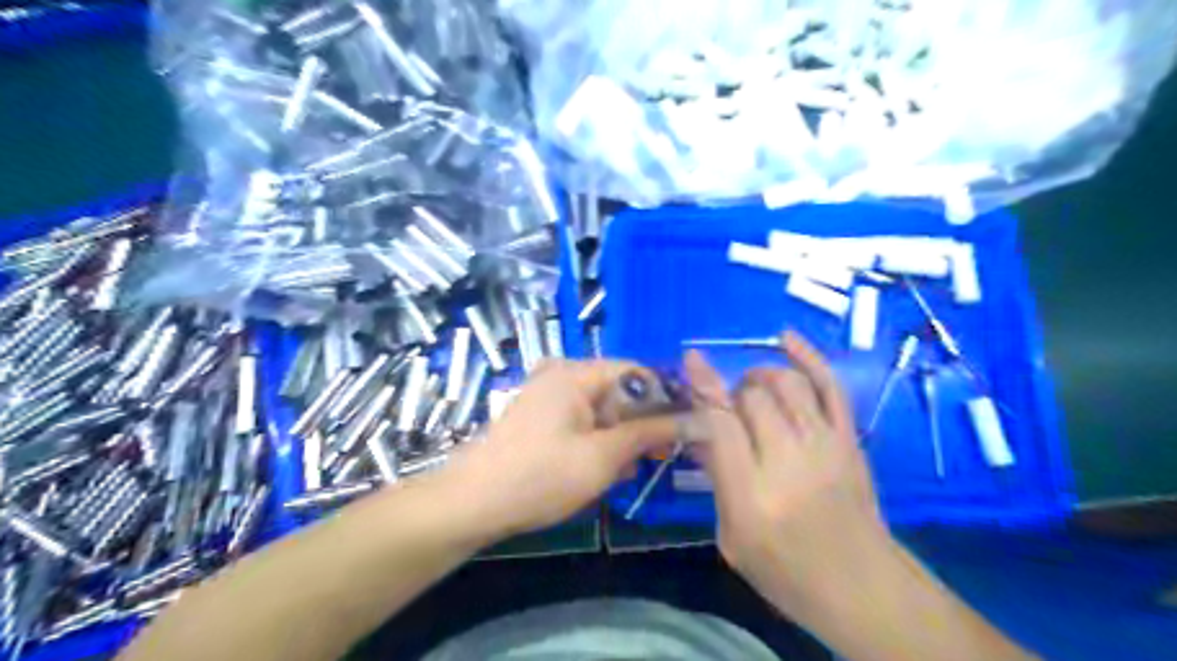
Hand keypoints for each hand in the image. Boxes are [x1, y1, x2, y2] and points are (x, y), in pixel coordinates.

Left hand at [441, 358, 681, 540]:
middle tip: (654, 458)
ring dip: (618, 438)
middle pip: (618, 391)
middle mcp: (561, 375)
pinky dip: (595, 442)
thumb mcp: (603, 457)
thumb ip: (650, 433)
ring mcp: (547, 396)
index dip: (664, 399)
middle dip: (639, 424)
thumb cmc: (541, 476)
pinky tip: (598, 471)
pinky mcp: (539, 418)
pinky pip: (581, 422)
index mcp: (576, 373)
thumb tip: (694, 420)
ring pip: (601, 411)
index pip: (636, 372)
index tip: (682, 430)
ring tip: (622, 472)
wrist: (472, 504)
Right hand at [686, 334, 887, 596]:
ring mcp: (825, 445)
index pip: (721, 424)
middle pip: (752, 397)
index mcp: (753, 496)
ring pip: (786, 383)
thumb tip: (698, 426)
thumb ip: (716, 477)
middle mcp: (789, 462)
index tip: (690, 361)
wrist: (861, 587)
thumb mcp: (731, 536)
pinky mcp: (849, 438)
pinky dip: (808, 356)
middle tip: (728, 409)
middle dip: (732, 392)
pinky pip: (830, 385)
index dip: (703, 388)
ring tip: (751, 388)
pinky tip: (786, 338)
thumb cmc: (784, 570)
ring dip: (760, 375)